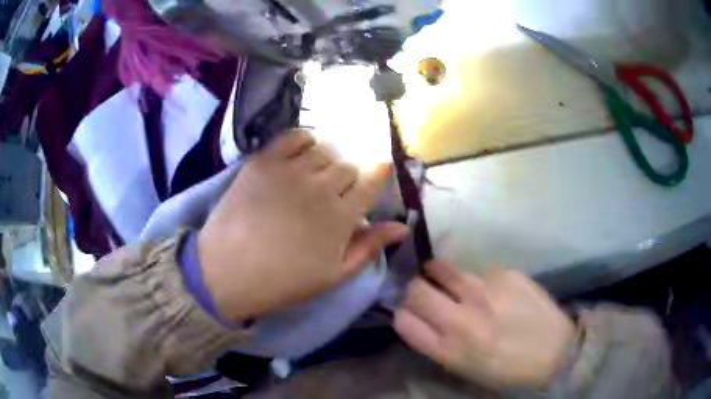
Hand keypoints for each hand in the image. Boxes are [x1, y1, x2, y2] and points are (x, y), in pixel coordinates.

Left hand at [199, 130, 408, 321]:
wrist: (227, 270)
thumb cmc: (283, 279)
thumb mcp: (334, 274)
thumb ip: (369, 247)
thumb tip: (403, 227)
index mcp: (341, 217)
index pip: (371, 181)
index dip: (378, 173)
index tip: (378, 170)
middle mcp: (320, 187)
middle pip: (347, 166)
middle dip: (347, 178)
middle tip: (333, 194)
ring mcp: (290, 170)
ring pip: (323, 150)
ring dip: (325, 162)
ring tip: (312, 178)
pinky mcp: (264, 161)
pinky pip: (294, 137)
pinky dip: (303, 142)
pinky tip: (299, 158)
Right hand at [394, 261, 575, 388]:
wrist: (556, 351)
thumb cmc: (506, 368)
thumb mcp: (464, 368)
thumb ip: (435, 343)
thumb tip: (415, 317)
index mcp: (449, 349)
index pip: (403, 319)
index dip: (402, 313)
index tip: (411, 312)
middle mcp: (462, 318)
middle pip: (415, 289)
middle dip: (414, 290)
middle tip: (426, 292)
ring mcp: (486, 292)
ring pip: (442, 268)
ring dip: (439, 274)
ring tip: (450, 281)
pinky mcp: (507, 274)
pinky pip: (478, 271)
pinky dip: (478, 280)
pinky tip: (495, 291)